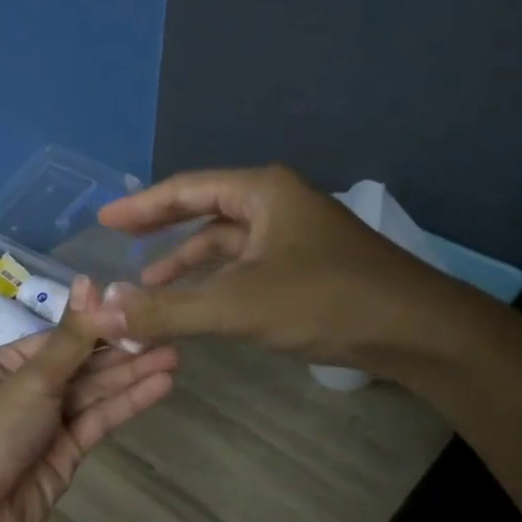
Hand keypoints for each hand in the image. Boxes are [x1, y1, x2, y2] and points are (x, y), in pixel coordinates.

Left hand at [0, 279, 177, 521]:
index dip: (98, 325)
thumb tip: (92, 283)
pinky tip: (159, 386)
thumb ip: (70, 338)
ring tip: (174, 356)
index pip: (59, 338)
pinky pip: (98, 421)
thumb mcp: (30, 379)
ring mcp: (46, 424)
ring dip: (131, 375)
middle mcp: (25, 390)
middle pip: (80, 365)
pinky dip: (127, 404)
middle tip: (169, 332)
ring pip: (94, 393)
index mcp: (4, 365)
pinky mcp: (65, 454)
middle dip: (122, 351)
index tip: (138, 310)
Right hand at [87, 165, 475, 369]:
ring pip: (227, 242)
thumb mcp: (238, 305)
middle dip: (162, 230)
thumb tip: (104, 313)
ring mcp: (295, 236)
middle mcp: (278, 204)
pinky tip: (199, 302)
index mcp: (263, 192)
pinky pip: (246, 266)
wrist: (418, 332)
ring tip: (150, 285)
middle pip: (205, 210)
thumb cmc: (327, 302)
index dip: (141, 206)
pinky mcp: (307, 267)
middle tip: (121, 243)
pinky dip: (217, 281)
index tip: (103, 220)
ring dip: (188, 262)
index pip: (186, 189)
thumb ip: (168, 309)